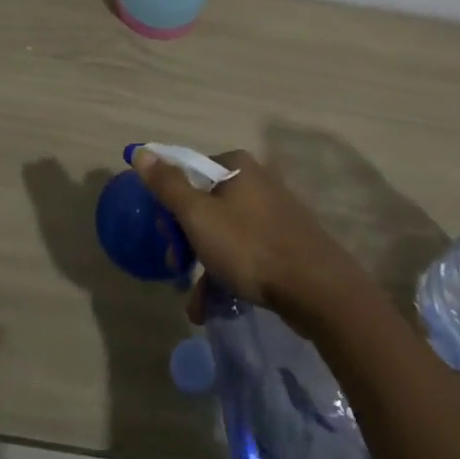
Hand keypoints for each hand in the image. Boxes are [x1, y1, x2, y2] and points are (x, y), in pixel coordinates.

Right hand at [130, 147, 368, 329]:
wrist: (318, 289)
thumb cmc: (250, 246)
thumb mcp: (199, 216)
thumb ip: (168, 185)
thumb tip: (141, 152)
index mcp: (236, 165)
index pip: (188, 172)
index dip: (170, 204)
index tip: (164, 235)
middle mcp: (256, 180)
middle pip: (205, 204)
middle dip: (187, 241)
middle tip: (179, 269)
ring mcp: (273, 212)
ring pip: (224, 233)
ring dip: (205, 267)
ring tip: (197, 304)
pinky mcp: (285, 242)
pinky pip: (245, 252)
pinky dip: (228, 275)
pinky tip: (217, 307)